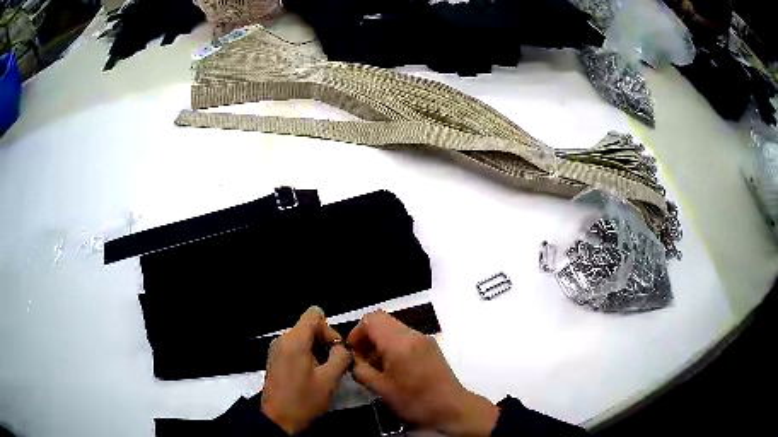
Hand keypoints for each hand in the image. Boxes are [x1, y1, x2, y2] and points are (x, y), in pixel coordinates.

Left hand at [261, 306, 351, 434]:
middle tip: (335, 365)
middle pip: (309, 326)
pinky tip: (312, 376)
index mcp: (295, 340)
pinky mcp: (275, 359)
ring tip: (325, 373)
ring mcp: (277, 349)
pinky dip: (307, 356)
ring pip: (303, 338)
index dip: (329, 329)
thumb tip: (342, 347)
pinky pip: (295, 348)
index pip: (315, 314)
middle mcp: (283, 339)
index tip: (335, 351)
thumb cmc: (304, 400)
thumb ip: (340, 357)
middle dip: (326, 342)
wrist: (278, 420)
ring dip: (318, 351)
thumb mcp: (329, 380)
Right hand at [347, 310, 499, 436]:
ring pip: (393, 330)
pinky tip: (392, 369)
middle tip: (362, 361)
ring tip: (376, 368)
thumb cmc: (414, 401)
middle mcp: (413, 334)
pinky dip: (393, 347)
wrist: (451, 408)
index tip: (353, 352)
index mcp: (400, 342)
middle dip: (367, 338)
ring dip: (380, 343)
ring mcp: (424, 340)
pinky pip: (405, 339)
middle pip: (383, 322)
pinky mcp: (430, 347)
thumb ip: (361, 370)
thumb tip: (352, 359)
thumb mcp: (381, 389)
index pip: (372, 318)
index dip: (357, 332)